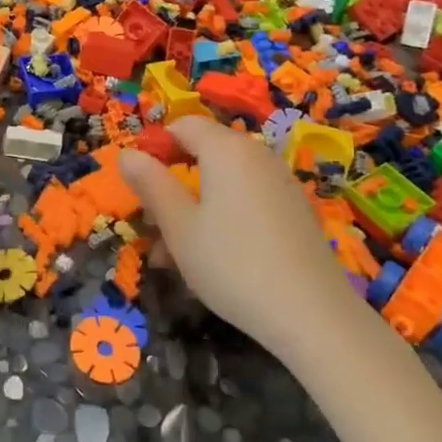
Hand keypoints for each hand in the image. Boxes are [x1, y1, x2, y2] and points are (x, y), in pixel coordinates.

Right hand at [119, 116, 355, 348]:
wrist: (313, 316)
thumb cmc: (232, 264)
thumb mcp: (178, 226)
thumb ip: (151, 184)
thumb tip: (128, 153)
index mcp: (226, 149)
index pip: (184, 125)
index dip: (156, 146)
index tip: (138, 184)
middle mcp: (257, 156)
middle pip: (204, 154)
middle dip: (173, 184)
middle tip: (152, 227)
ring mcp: (281, 184)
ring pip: (224, 183)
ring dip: (194, 208)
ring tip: (174, 255)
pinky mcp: (295, 212)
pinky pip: (247, 201)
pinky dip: (224, 218)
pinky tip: (213, 259)